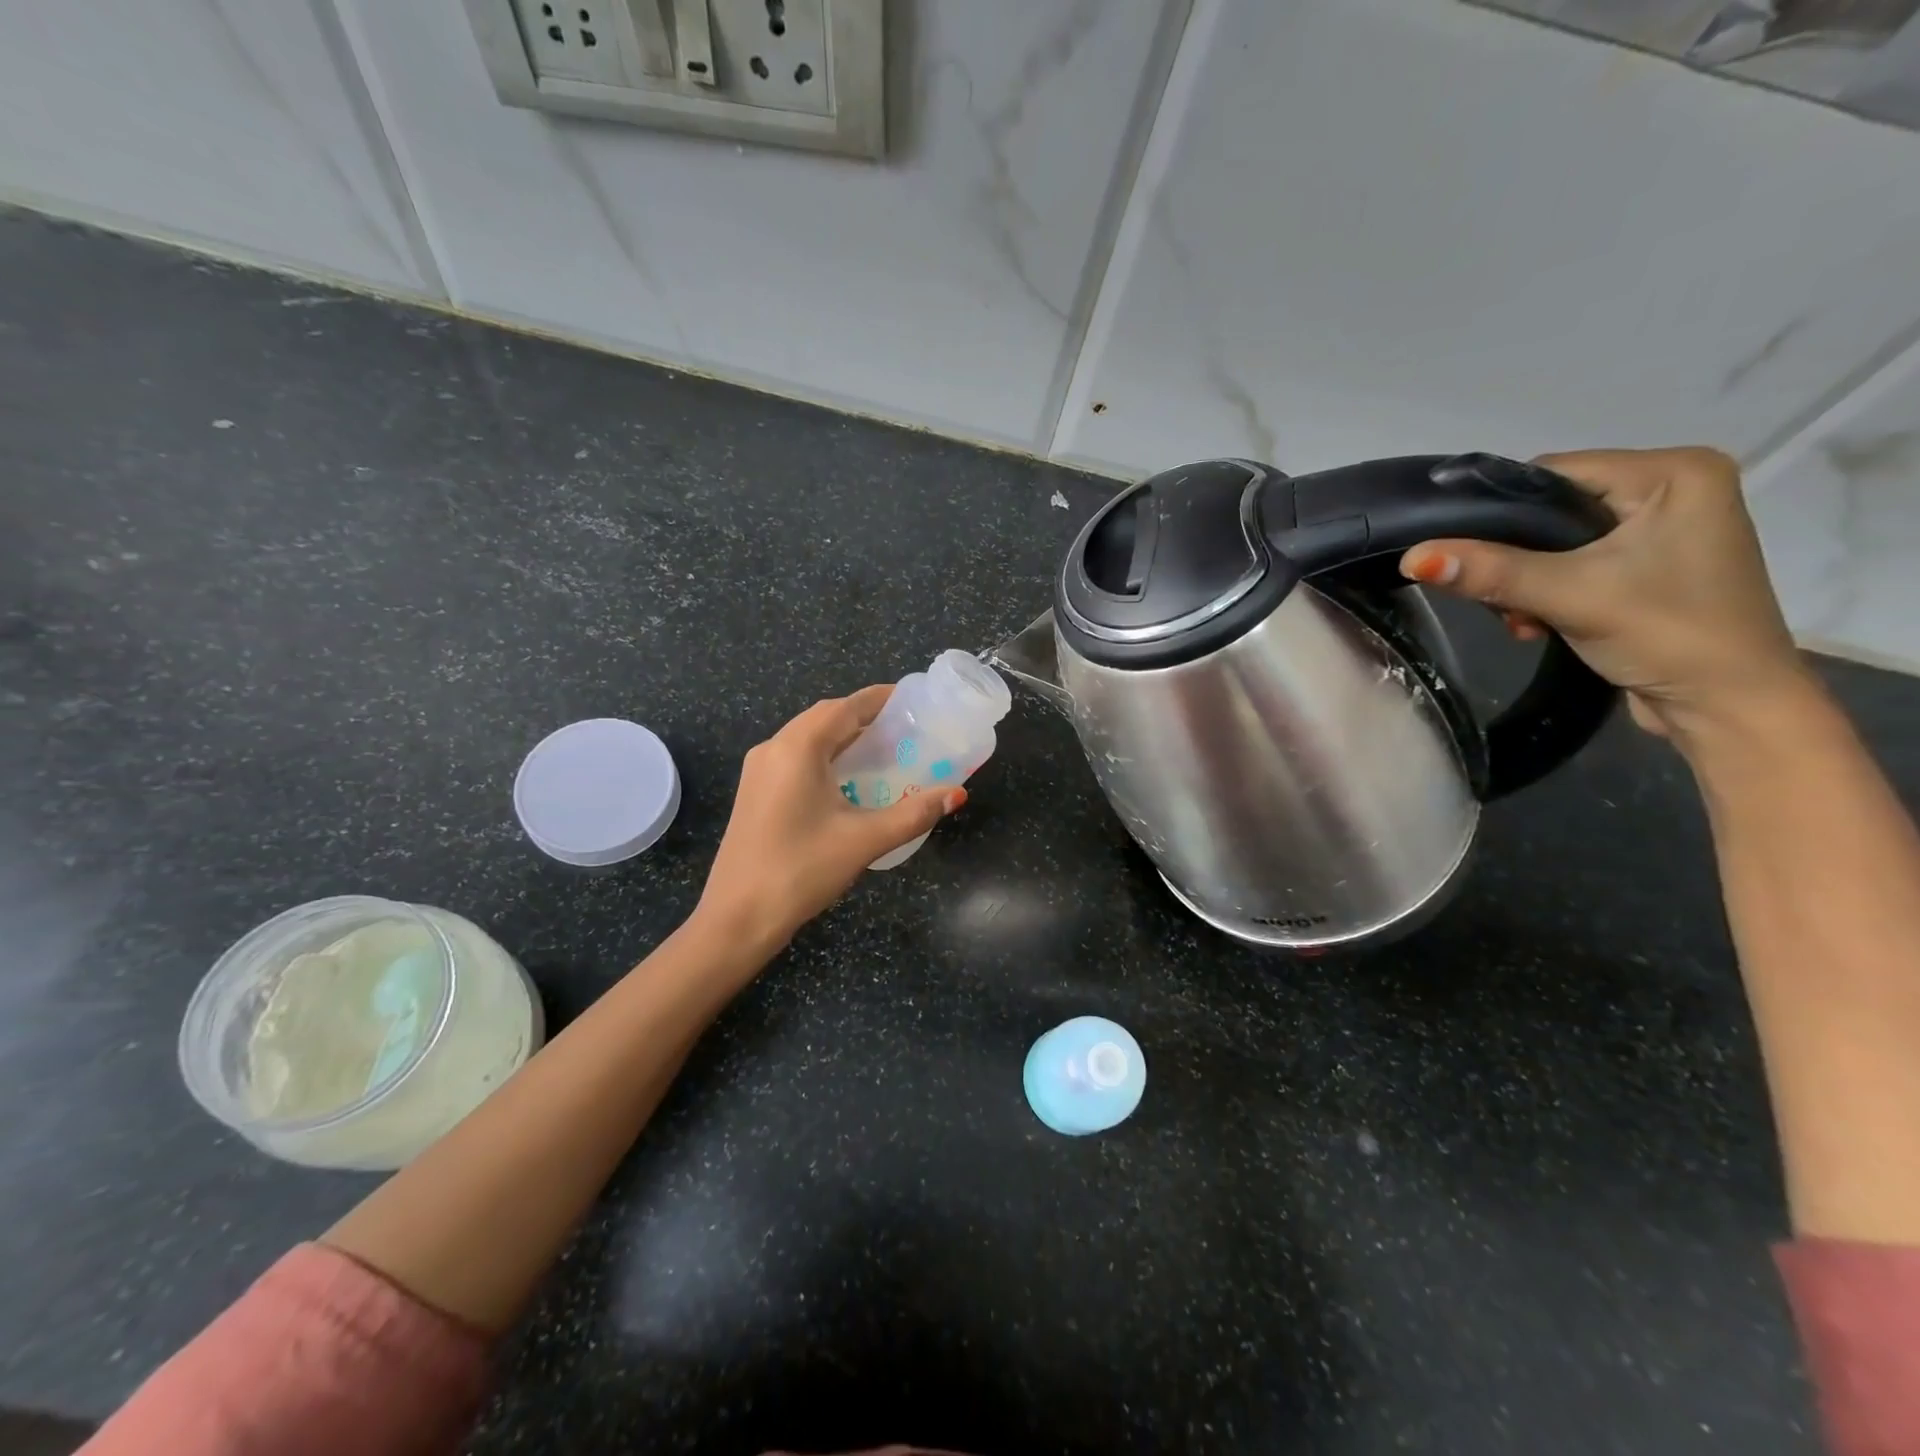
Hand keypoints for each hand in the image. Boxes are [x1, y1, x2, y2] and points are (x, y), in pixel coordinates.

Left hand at [695, 685, 965, 949]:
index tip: (913, 701)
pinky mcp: (755, 793)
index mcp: (797, 748)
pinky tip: (849, 780)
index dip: (880, 699)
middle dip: (864, 717)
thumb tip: (956, 794)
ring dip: (844, 738)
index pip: (845, 707)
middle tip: (905, 729)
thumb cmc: (801, 870)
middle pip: (825, 717)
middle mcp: (773, 749)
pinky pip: (796, 759)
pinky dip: (826, 757)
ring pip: (808, 738)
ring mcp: (759, 771)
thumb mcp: (864, 840)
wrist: (737, 918)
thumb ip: (914, 813)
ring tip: (885, 751)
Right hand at [1399, 446, 1817, 745]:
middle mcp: (1672, 488)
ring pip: (1554, 540)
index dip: (1497, 512)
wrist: (1726, 707)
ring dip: (1524, 581)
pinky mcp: (1648, 564)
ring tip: (1523, 619)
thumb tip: (1412, 557)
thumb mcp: (1570, 596)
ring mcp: (1662, 528)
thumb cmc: (1668, 635)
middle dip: (1512, 557)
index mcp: (1674, 472)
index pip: (1552, 473)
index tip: (1462, 554)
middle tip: (1498, 600)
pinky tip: (1540, 622)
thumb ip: (1490, 572)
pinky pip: (1572, 562)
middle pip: (1551, 508)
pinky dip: (1545, 591)